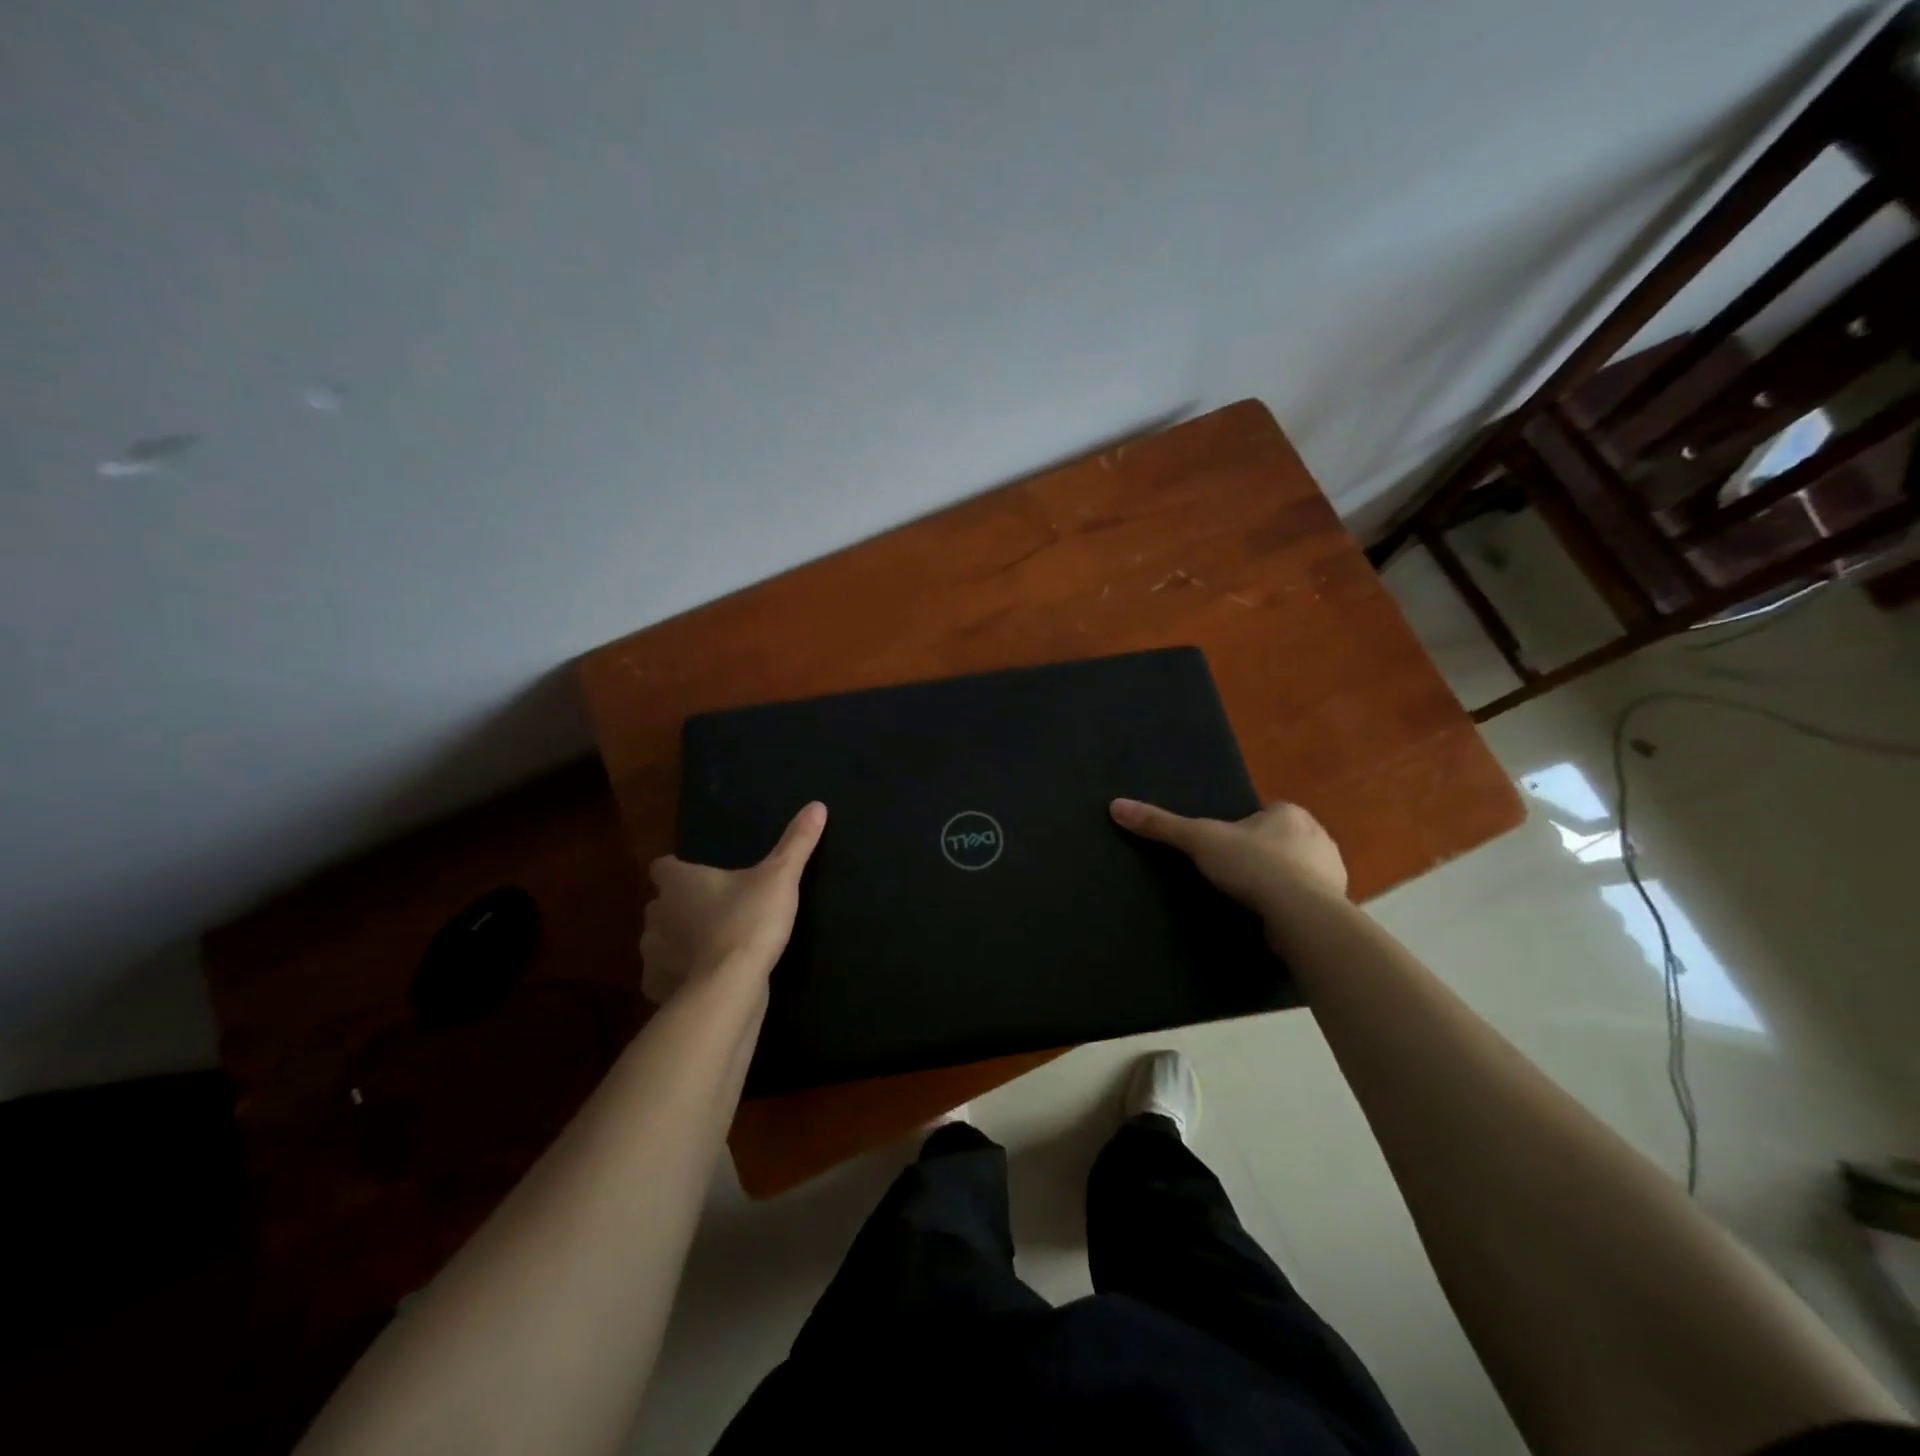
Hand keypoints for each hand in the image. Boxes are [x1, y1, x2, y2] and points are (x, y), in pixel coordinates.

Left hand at [640, 802, 826, 1003]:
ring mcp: (653, 955)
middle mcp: (657, 914)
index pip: (664, 866)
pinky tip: (703, 980)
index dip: (678, 870)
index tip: (698, 876)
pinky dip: (677, 977)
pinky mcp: (658, 988)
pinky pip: (663, 978)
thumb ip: (796, 843)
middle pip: (661, 904)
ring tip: (709, 948)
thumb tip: (817, 805)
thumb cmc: (749, 922)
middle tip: (713, 912)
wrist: (728, 989)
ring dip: (677, 943)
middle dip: (679, 908)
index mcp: (680, 883)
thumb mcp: (780, 878)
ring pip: (659, 942)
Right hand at [1109, 797, 1347, 909]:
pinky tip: (1274, 919)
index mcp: (1290, 813)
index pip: (1264, 814)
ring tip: (1252, 900)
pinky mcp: (1337, 903)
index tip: (1225, 849)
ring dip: (1281, 881)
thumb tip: (1116, 805)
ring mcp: (1333, 870)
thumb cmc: (1252, 865)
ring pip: (1299, 870)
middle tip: (1236, 875)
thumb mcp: (1199, 840)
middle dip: (1264, 855)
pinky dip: (1293, 906)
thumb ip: (1161, 824)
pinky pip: (1310, 899)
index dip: (1243, 830)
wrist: (1300, 913)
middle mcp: (1318, 835)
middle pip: (1283, 841)